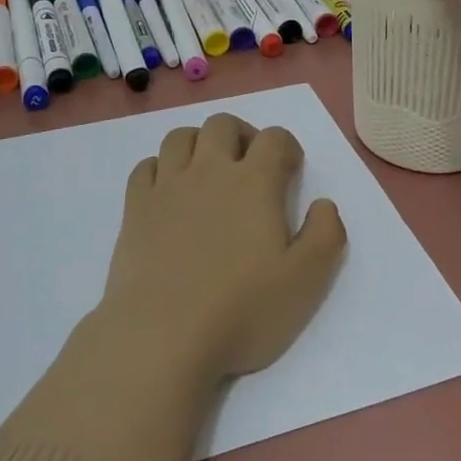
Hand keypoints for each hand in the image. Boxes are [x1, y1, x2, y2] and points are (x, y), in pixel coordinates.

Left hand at [98, 113, 347, 382]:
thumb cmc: (241, 311)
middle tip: (249, 166)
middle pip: (223, 124)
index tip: (290, 171)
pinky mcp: (135, 208)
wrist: (162, 336)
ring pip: (181, 137)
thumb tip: (324, 204)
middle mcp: (209, 170)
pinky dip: (160, 168)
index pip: (275, 138)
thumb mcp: (306, 282)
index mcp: (254, 182)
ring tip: (207, 172)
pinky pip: (145, 166)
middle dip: (241, 135)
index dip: (287, 147)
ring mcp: (167, 186)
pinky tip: (168, 192)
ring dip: (198, 144)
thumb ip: (326, 235)